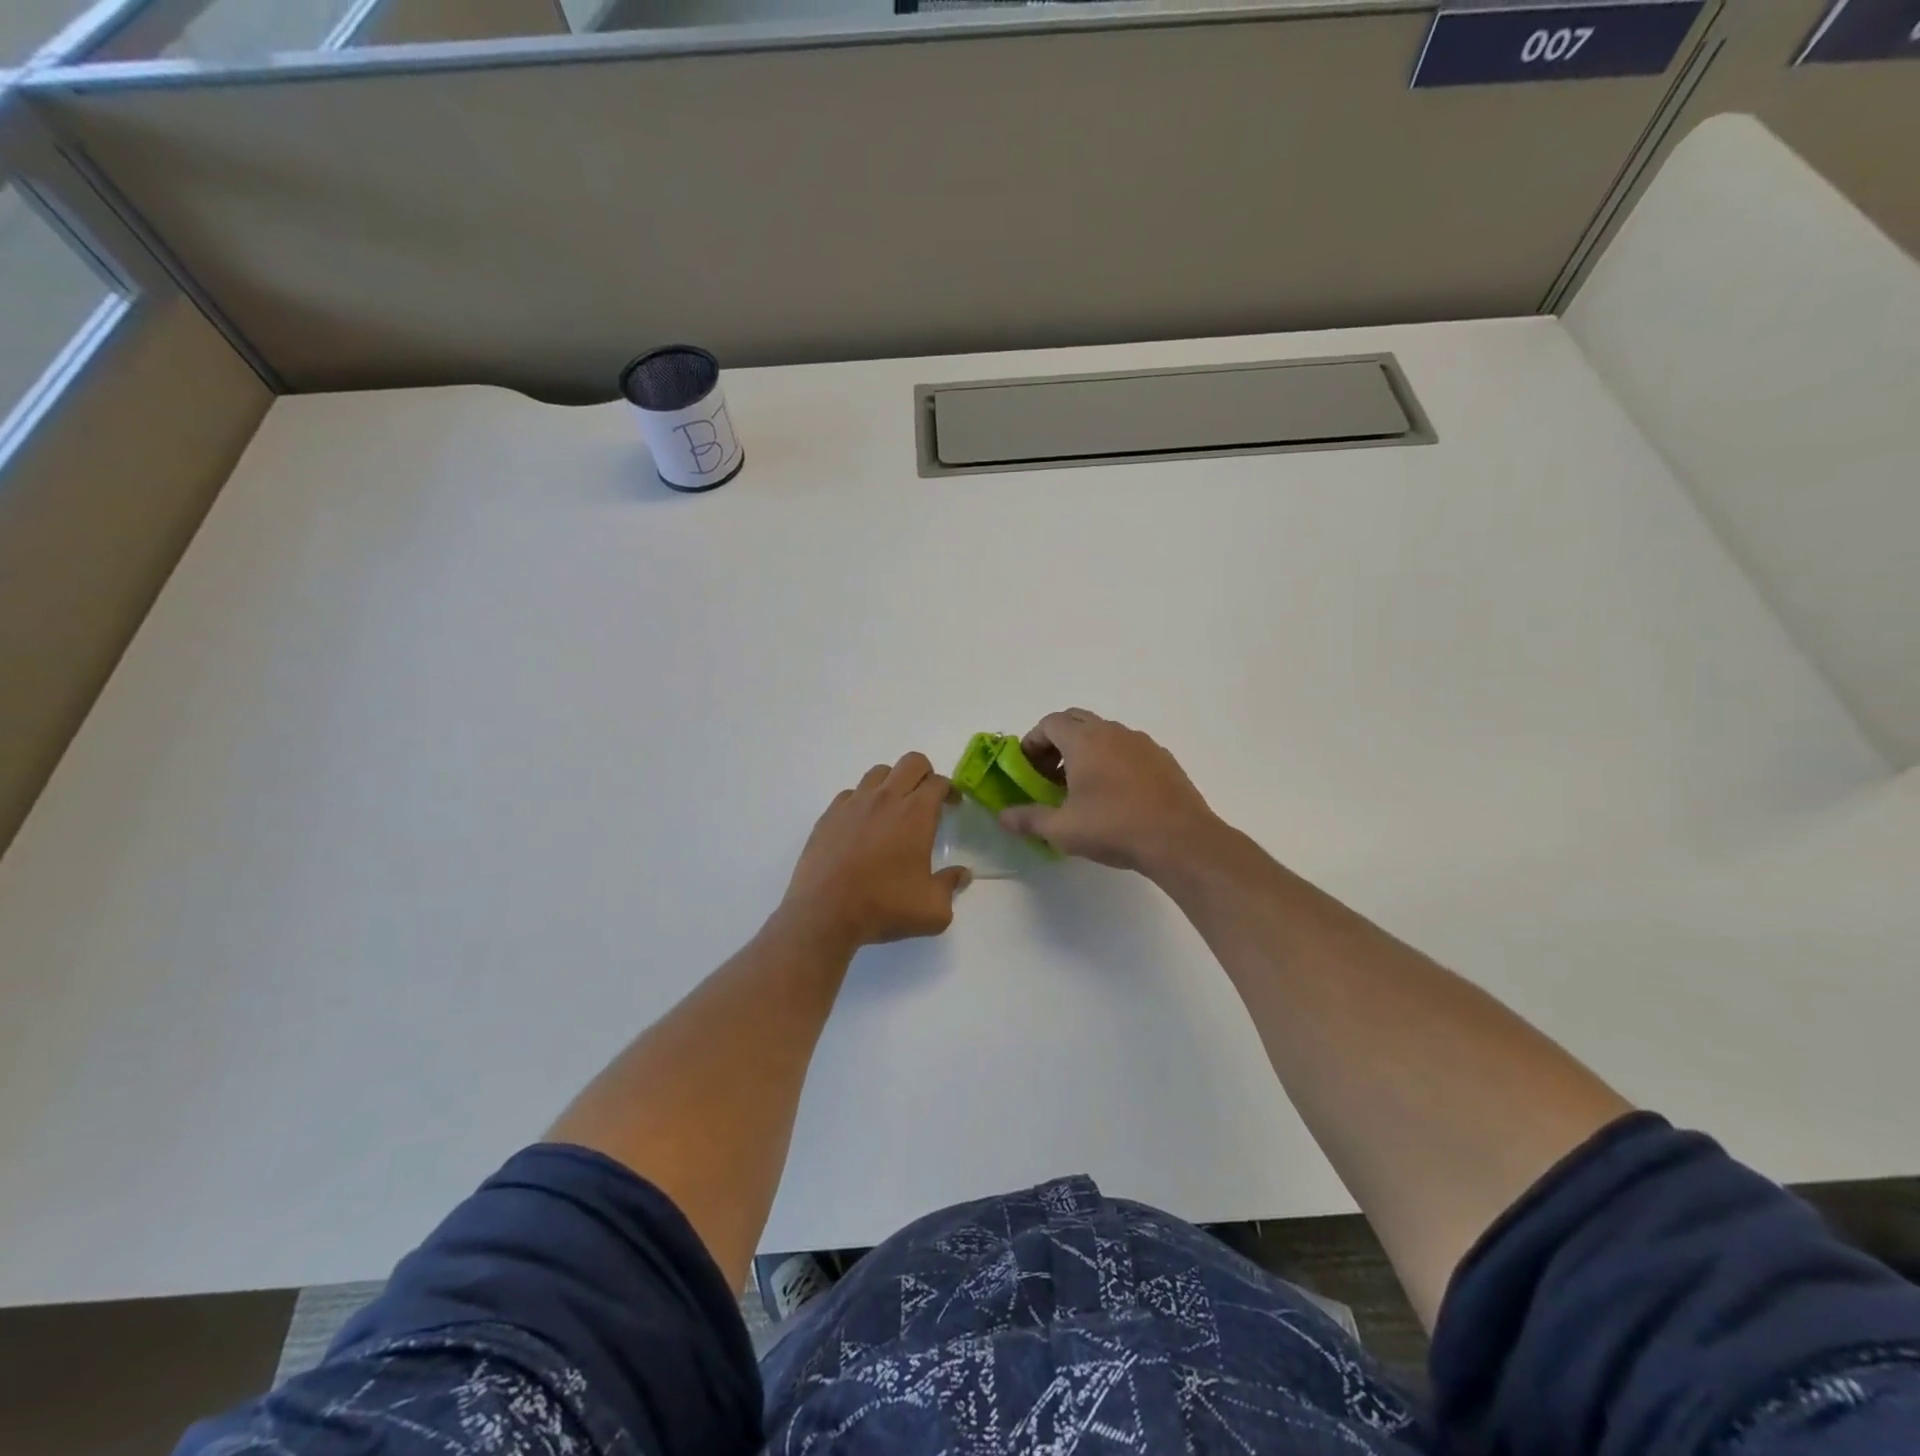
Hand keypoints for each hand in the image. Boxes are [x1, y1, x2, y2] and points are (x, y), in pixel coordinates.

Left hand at [780, 753, 969, 949]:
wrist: (824, 913)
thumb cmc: (884, 907)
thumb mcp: (932, 910)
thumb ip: (951, 886)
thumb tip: (963, 874)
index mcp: (916, 814)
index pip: (938, 782)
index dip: (950, 790)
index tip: (952, 806)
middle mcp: (886, 798)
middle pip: (912, 762)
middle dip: (925, 773)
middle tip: (927, 799)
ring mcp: (854, 803)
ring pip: (879, 772)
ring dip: (893, 782)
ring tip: (894, 808)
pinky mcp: (829, 814)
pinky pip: (851, 793)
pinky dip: (863, 800)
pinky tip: (863, 824)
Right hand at [997, 710, 1219, 874]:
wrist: (1179, 839)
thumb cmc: (1114, 828)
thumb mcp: (1062, 830)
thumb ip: (1029, 819)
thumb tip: (1003, 816)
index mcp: (1084, 740)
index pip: (1049, 723)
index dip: (1032, 742)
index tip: (1027, 769)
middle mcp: (1112, 732)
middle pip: (1075, 721)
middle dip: (1056, 743)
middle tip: (1049, 775)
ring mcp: (1141, 743)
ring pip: (1104, 734)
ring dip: (1085, 751)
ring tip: (1081, 788)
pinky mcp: (1162, 759)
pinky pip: (1128, 749)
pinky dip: (1112, 761)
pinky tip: (1116, 795)